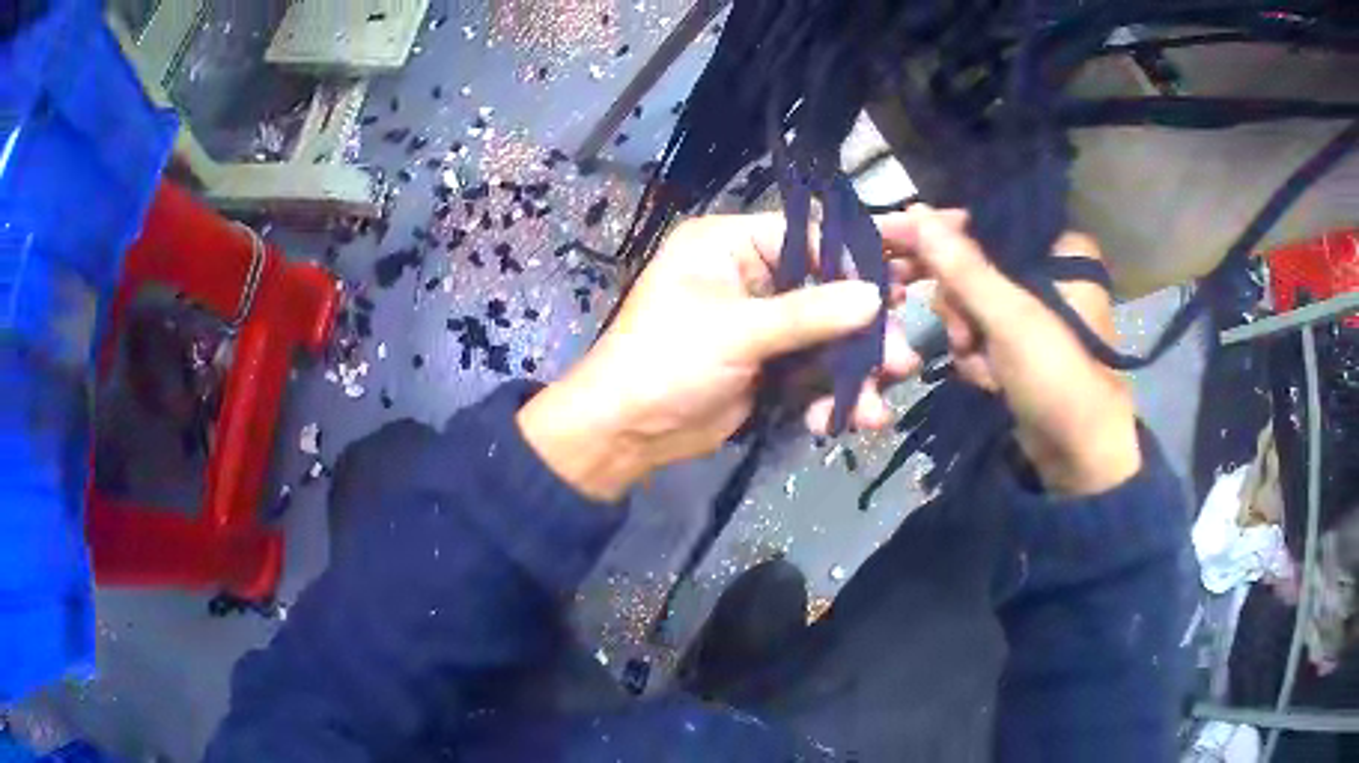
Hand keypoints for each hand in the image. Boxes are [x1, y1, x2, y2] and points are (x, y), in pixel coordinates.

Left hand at [517, 214, 918, 500]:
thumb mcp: (736, 330)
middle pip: (822, 291)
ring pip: (823, 337)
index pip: (803, 237)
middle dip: (861, 331)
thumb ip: (808, 314)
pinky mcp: (766, 365)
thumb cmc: (667, 362)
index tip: (890, 293)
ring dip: (853, 372)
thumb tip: (875, 296)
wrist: (626, 432)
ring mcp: (760, 324)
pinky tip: (844, 420)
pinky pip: (811, 370)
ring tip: (878, 406)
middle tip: (901, 357)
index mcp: (727, 244)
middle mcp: (747, 276)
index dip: (848, 264)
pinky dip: (829, 394)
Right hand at [875, 206, 1141, 496]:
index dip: (938, 230)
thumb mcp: (1011, 318)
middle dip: (957, 302)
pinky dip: (976, 356)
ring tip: (979, 362)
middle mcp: (1046, 270)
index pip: (985, 220)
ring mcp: (1032, 311)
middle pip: (972, 262)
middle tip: (957, 329)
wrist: (1080, 460)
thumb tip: (916, 213)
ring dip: (965, 334)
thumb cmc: (1059, 378)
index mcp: (1059, 248)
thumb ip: (963, 266)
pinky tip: (988, 380)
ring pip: (970, 301)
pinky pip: (979, 332)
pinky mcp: (1020, 345)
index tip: (890, 238)